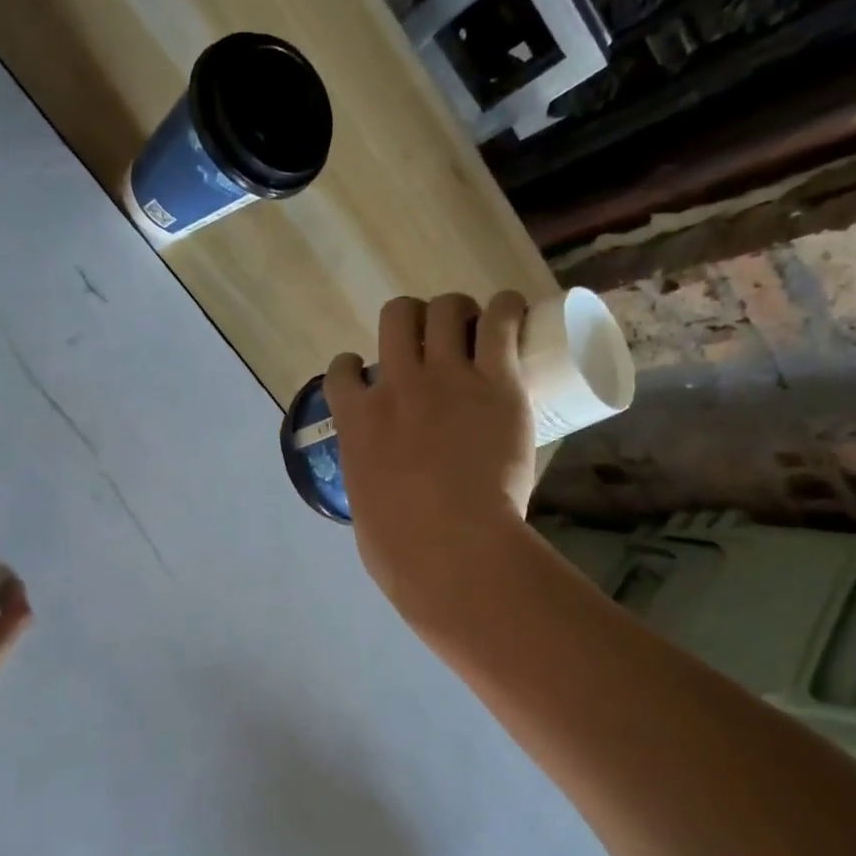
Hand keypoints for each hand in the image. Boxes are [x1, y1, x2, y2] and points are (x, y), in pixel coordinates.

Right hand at [325, 292, 536, 621]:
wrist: (450, 548)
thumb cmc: (400, 547)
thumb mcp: (365, 507)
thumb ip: (371, 484)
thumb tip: (384, 491)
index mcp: (358, 419)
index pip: (342, 369)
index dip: (355, 365)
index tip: (371, 375)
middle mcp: (397, 384)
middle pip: (396, 317)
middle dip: (411, 320)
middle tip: (432, 340)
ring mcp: (447, 378)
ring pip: (445, 309)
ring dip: (457, 310)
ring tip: (474, 324)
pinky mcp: (497, 381)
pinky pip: (500, 321)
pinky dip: (507, 308)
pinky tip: (513, 311)